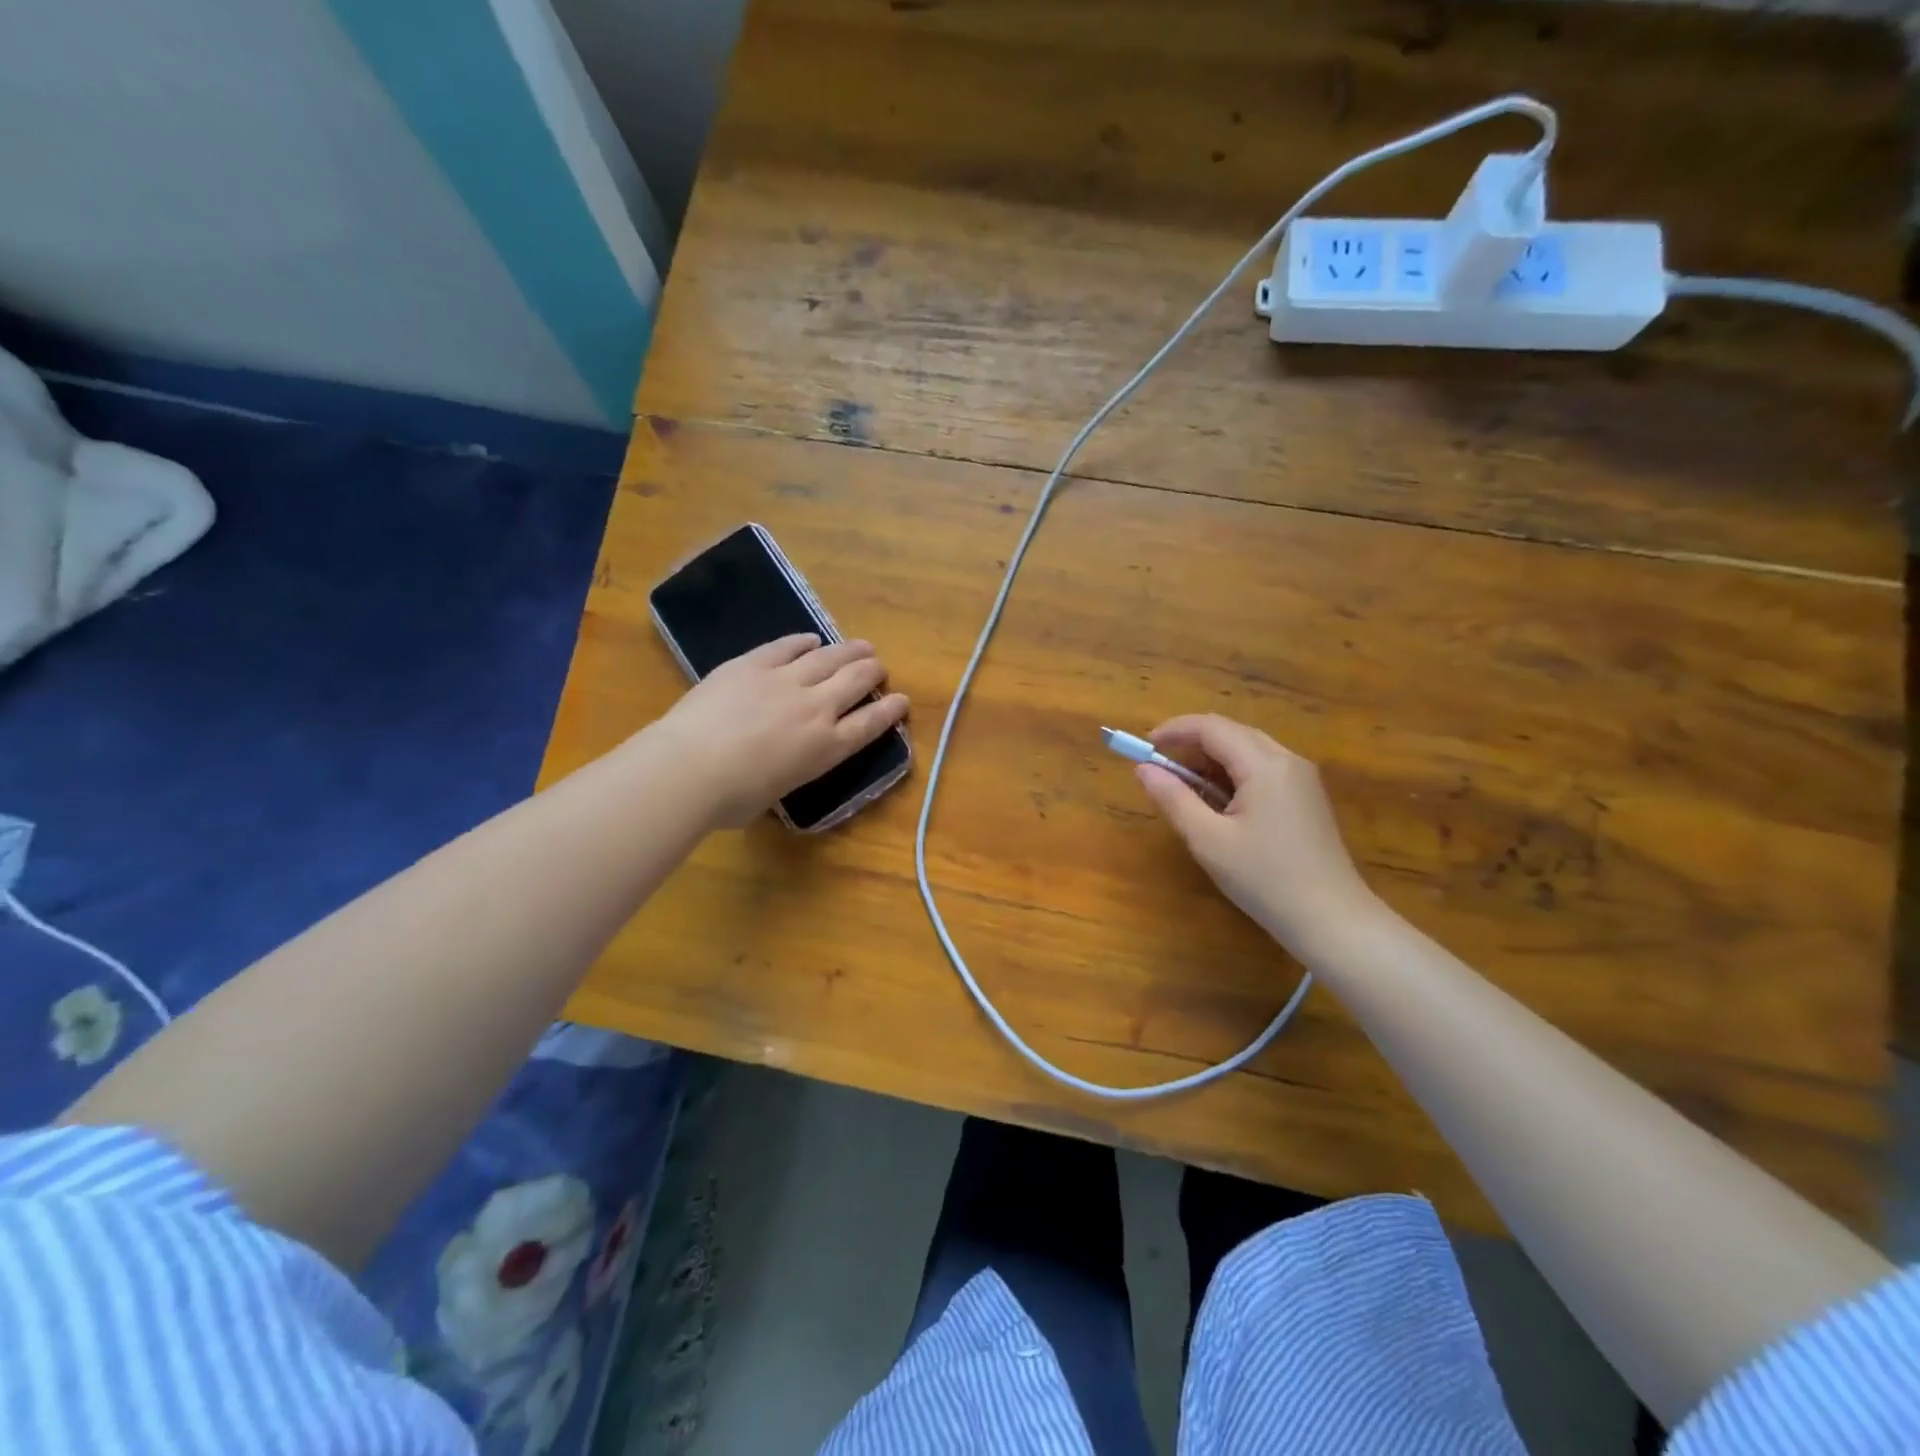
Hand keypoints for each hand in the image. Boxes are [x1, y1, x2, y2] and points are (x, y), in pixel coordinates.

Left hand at [648, 634, 909, 828]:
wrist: (691, 768)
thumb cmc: (732, 799)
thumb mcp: (775, 793)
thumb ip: (788, 771)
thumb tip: (778, 765)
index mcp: (826, 748)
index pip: (869, 724)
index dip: (889, 710)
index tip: (902, 700)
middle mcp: (815, 708)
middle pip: (854, 682)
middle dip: (872, 672)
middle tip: (878, 667)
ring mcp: (785, 681)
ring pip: (827, 658)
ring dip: (848, 651)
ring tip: (862, 646)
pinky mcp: (753, 664)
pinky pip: (785, 647)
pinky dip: (802, 642)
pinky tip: (811, 639)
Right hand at [1133, 714, 1375, 953]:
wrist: (1331, 919)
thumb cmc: (1265, 879)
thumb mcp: (1208, 841)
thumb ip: (1173, 799)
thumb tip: (1143, 769)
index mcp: (1264, 765)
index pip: (1211, 727)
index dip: (1173, 731)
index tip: (1143, 747)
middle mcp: (1287, 760)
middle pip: (1231, 733)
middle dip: (1191, 744)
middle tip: (1160, 770)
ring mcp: (1302, 778)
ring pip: (1247, 749)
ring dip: (1211, 760)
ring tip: (1184, 789)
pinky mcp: (1306, 797)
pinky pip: (1262, 768)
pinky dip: (1232, 774)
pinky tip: (1219, 803)